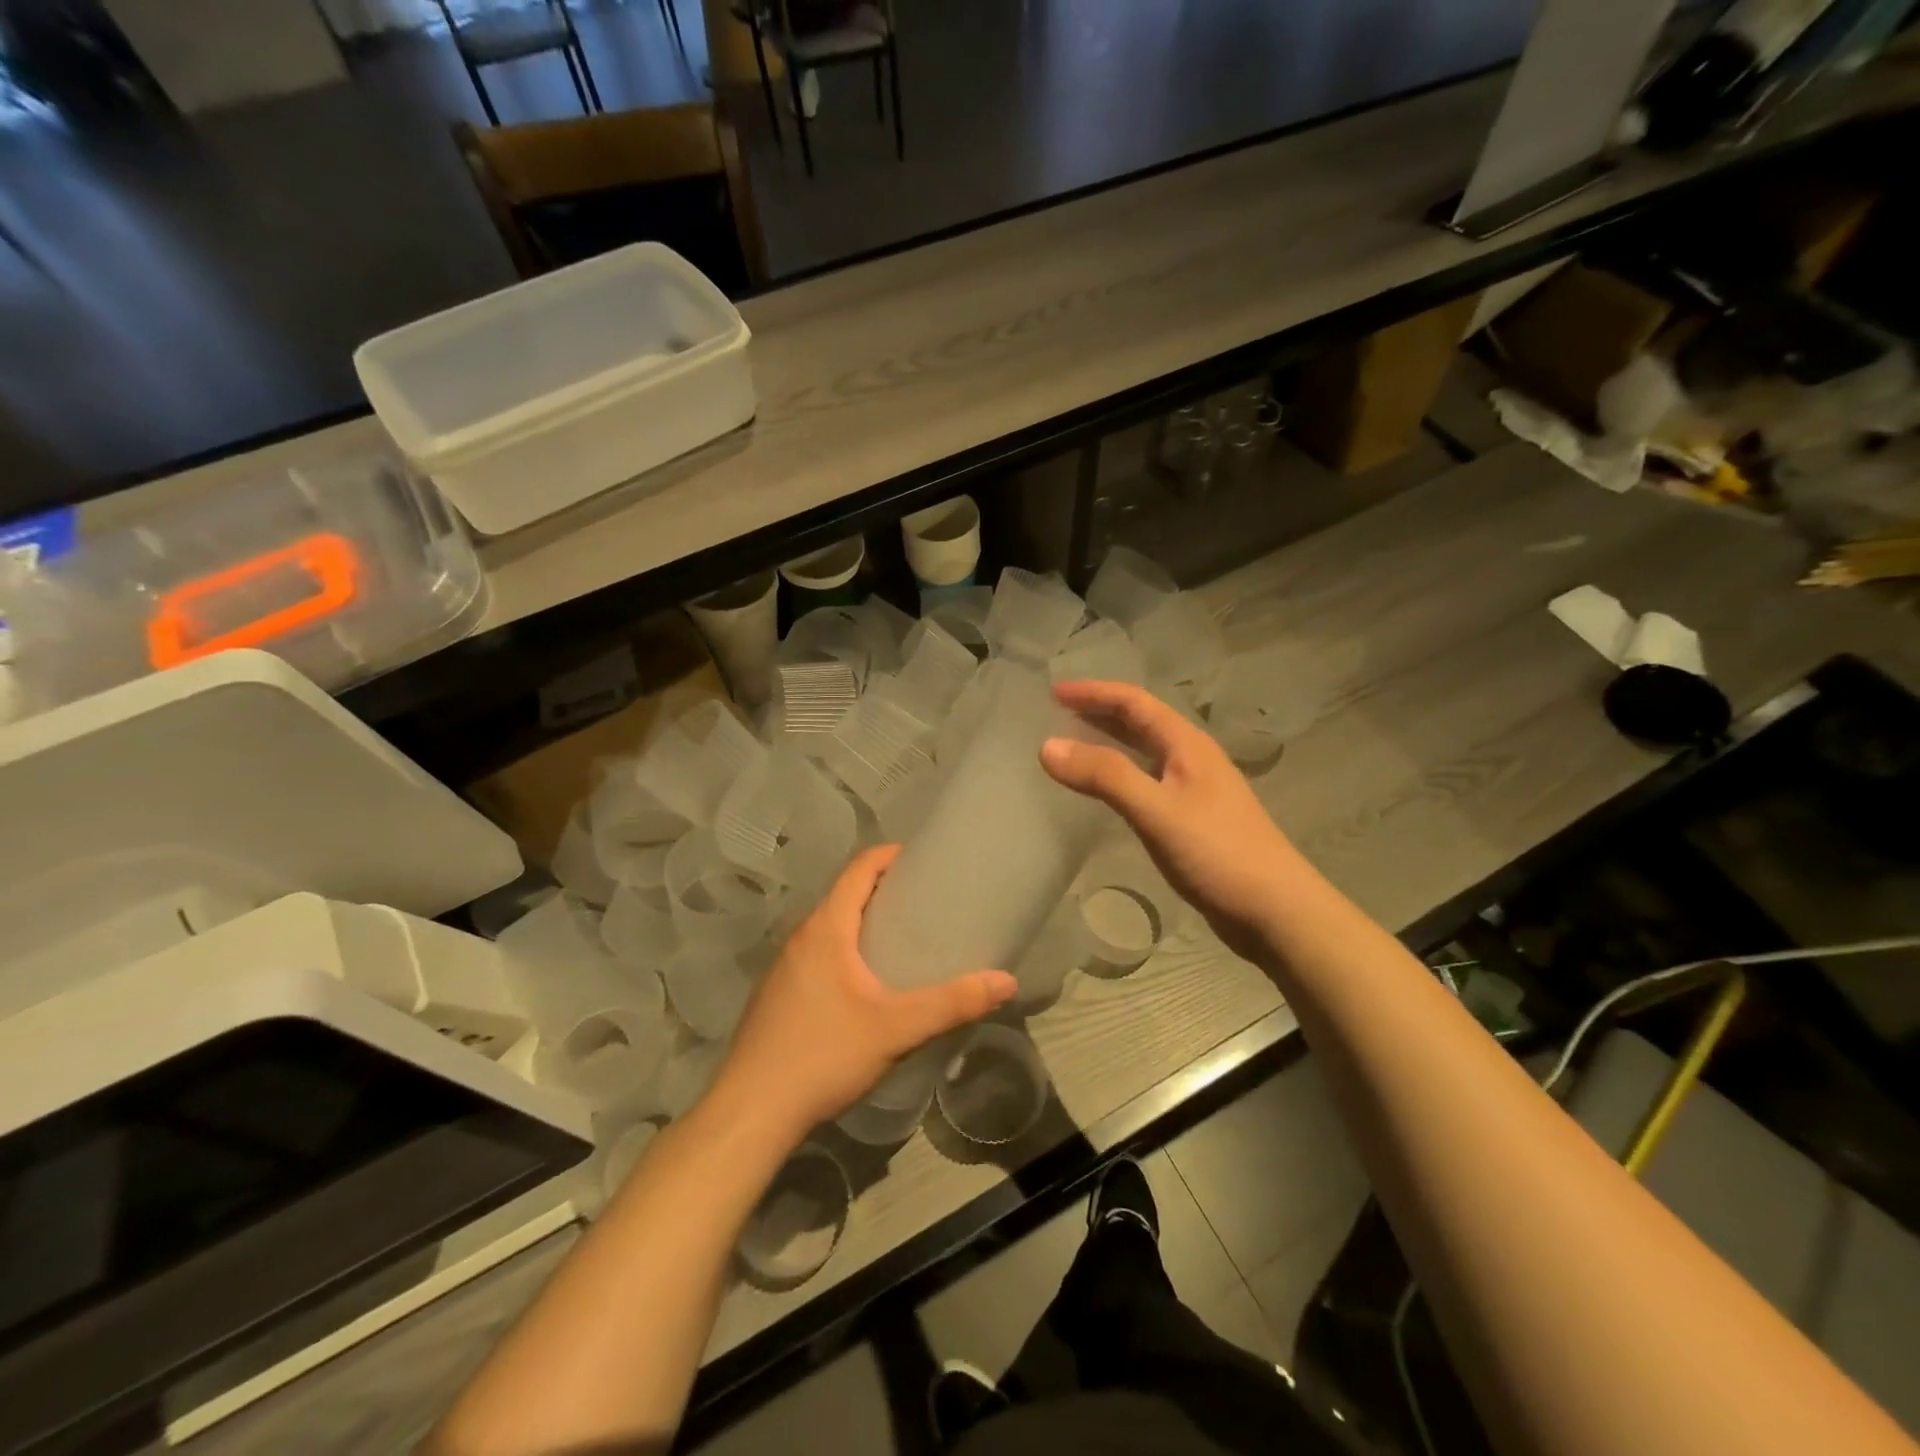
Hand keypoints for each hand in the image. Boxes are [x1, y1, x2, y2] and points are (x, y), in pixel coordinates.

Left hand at [710, 845, 1016, 1146]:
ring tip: (905, 939)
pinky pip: (818, 954)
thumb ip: (952, 1003)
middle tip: (927, 903)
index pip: (859, 868)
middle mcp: (800, 937)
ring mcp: (784, 967)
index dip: (891, 855)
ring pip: (830, 927)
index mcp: (825, 928)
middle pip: (845, 895)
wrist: (751, 1113)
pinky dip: (847, 950)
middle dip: (885, 890)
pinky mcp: (778, 995)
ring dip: (864, 922)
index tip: (924, 859)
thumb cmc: (823, 1055)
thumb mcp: (896, 1029)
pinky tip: (867, 985)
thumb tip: (1006, 980)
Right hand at [1041, 680, 1304, 962]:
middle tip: (1055, 713)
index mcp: (1187, 745)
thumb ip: (1105, 776)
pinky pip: (1147, 782)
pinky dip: (1119, 776)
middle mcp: (1192, 759)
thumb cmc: (1218, 852)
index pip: (1134, 702)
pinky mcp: (1193, 820)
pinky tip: (1104, 792)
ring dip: (1109, 743)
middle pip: (1141, 722)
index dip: (1093, 692)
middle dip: (1099, 712)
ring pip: (1144, 753)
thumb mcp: (1156, 810)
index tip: (1053, 692)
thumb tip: (1047, 747)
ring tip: (1071, 745)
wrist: (1276, 911)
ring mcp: (1195, 790)